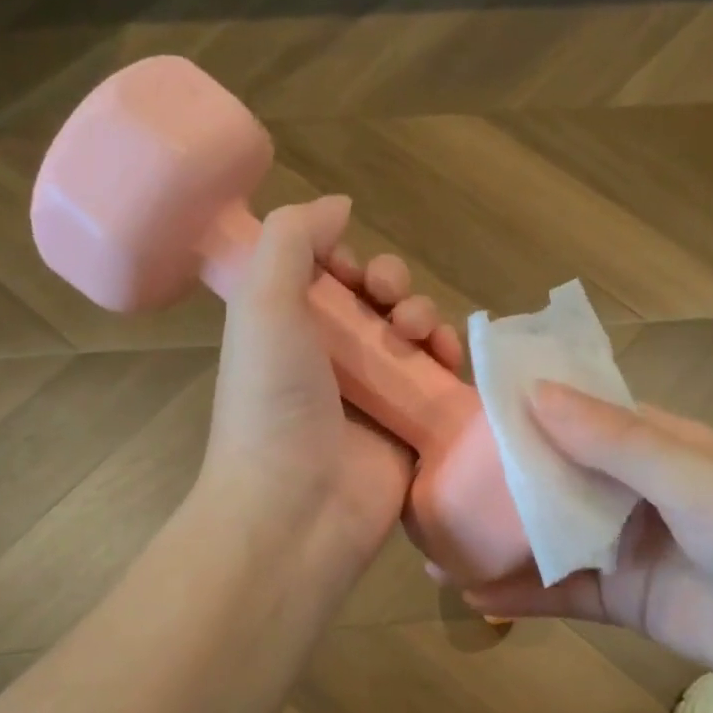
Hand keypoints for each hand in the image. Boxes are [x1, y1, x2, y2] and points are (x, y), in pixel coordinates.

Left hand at [201, 195, 461, 584]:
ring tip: (418, 333)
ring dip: (424, 318)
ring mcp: (374, 397)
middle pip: (377, 304)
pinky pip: (440, 382)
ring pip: (414, 338)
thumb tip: (339, 205)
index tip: (350, 270)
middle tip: (390, 300)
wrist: (297, 506)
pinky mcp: (412, 428)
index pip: (327, 280)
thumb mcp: (262, 303)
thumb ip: (293, 239)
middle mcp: (331, 361)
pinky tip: (448, 358)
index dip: (346, 263)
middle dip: (393, 287)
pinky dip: (449, 361)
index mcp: (288, 331)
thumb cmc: (272, 400)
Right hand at [453, 385, 712, 712]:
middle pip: (556, 477)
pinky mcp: (625, 602)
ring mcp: (628, 548)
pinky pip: (563, 592)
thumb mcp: (690, 478)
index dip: (526, 411)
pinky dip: (522, 596)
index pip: (580, 416)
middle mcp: (637, 490)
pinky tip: (473, 597)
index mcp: (659, 446)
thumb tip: (533, 393)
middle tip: (432, 484)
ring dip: (499, 542)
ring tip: (434, 547)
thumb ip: (612, 440)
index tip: (464, 411)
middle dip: (499, 483)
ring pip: (551, 537)